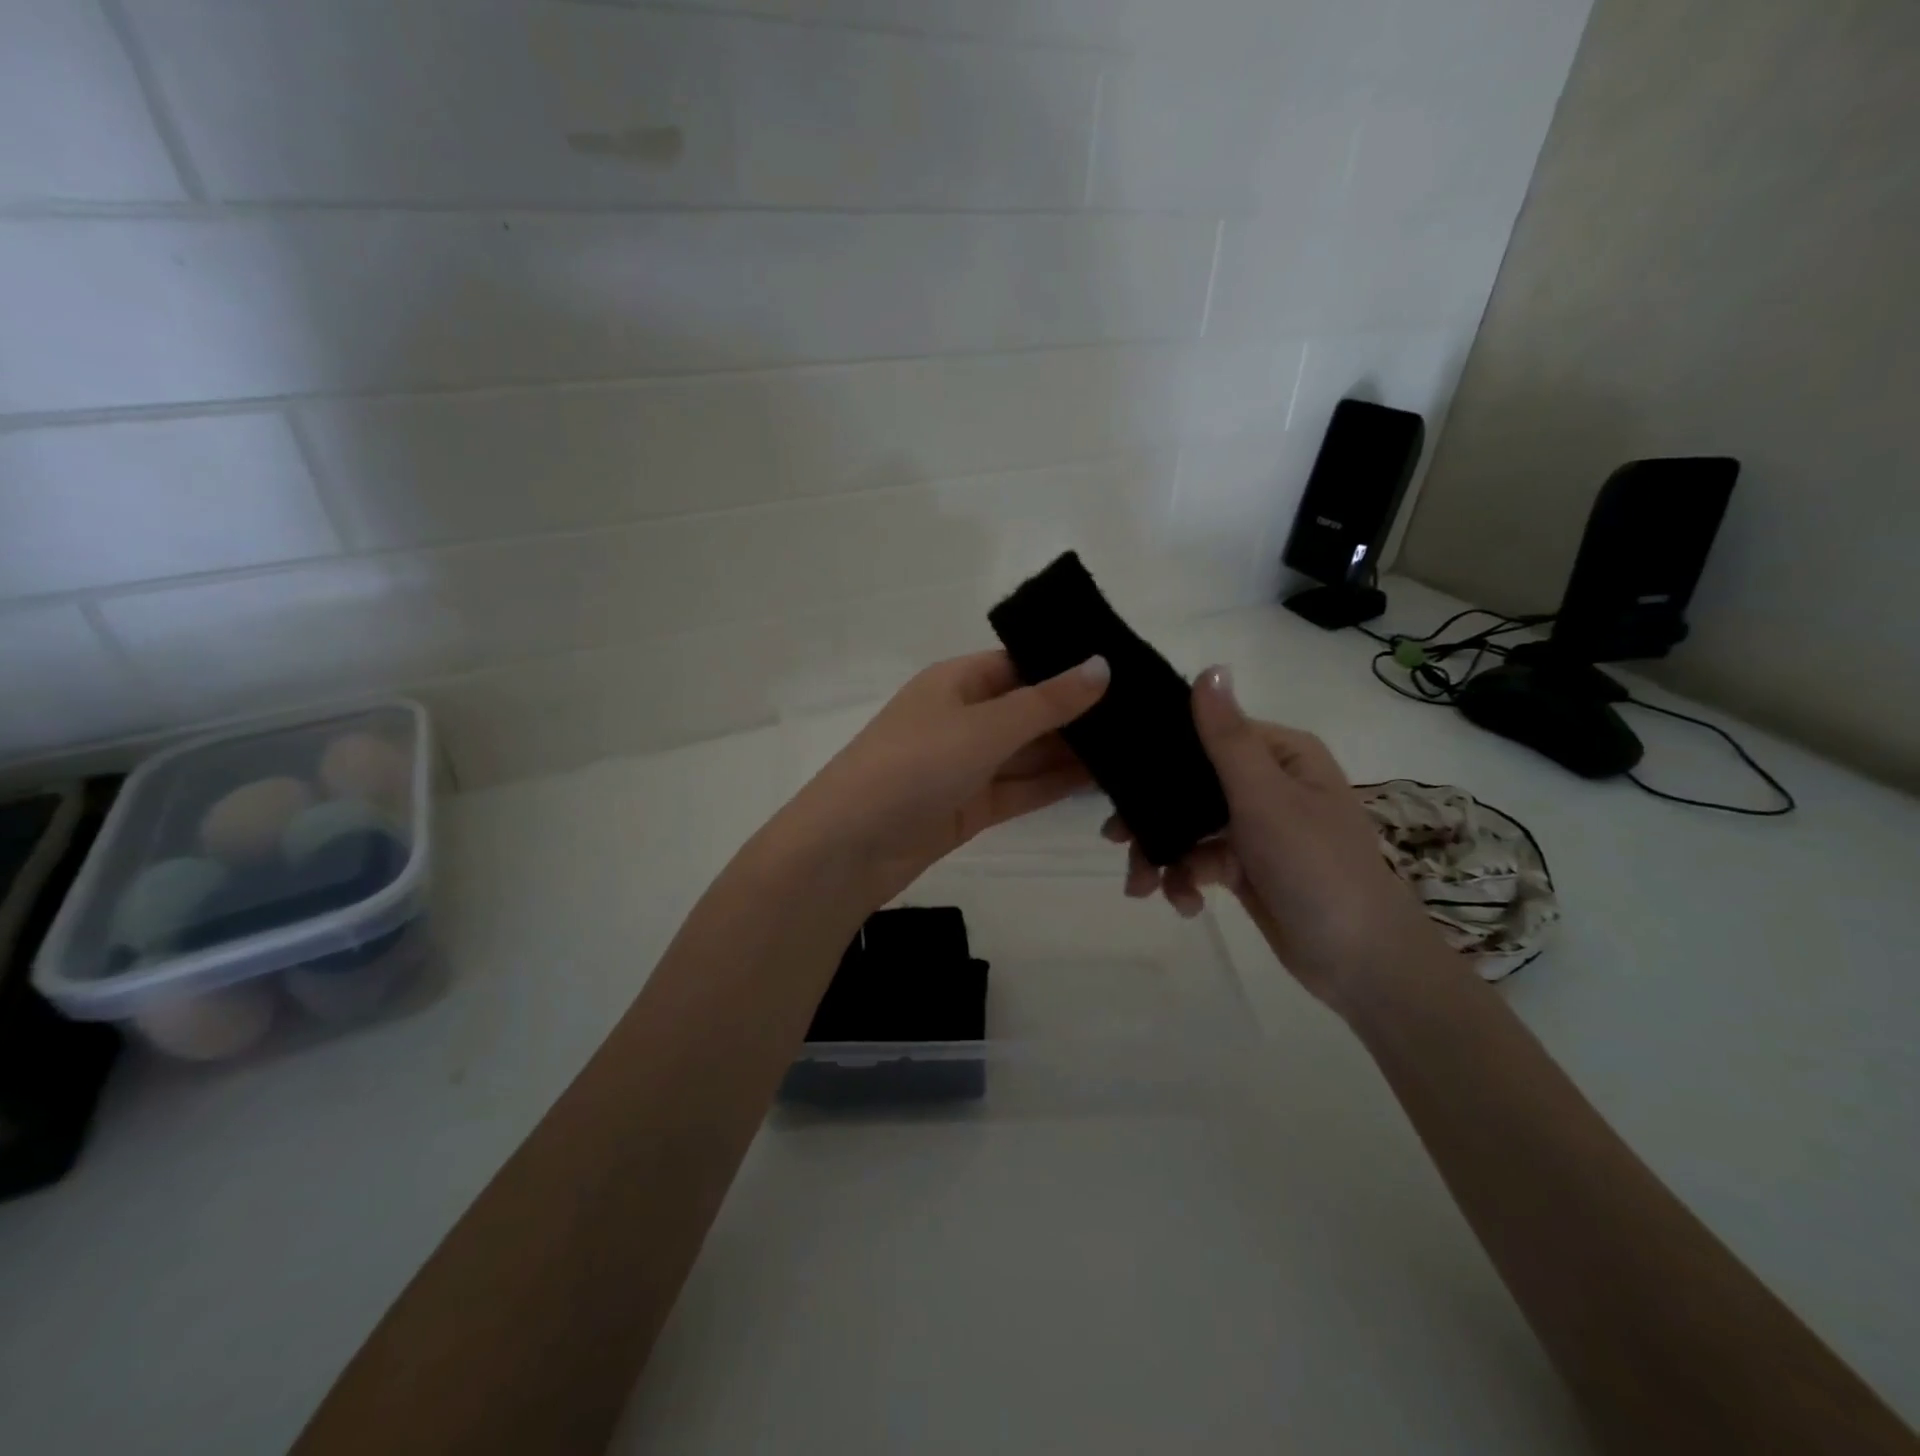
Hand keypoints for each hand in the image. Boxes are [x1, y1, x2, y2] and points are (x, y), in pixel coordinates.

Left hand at [772, 650, 1110, 910]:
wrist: (850, 847)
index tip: (1127, 670)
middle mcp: (964, 717)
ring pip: (1030, 752)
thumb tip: (1103, 665)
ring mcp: (968, 764)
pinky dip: (1056, 784)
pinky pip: (1023, 787)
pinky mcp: (972, 806)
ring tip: (1139, 747)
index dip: (1069, 666)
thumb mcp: (984, 727)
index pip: (1022, 663)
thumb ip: (1047, 702)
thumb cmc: (913, 766)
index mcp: (957, 681)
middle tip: (1148, 716)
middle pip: (1030, 709)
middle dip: (1080, 714)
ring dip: (1074, 753)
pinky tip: (1104, 781)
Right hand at [1105, 667, 1446, 1010]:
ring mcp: (1255, 827)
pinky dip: (1185, 880)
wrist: (1360, 962)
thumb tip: (1209, 668)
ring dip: (1162, 856)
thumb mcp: (1265, 798)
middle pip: (1190, 785)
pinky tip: (1184, 905)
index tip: (1117, 779)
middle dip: (1151, 816)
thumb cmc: (1315, 867)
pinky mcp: (1246, 865)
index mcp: (1280, 755)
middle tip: (1115, 840)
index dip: (1160, 755)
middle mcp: (1267, 783)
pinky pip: (1200, 860)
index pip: (1207, 734)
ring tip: (1142, 888)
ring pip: (1188, 827)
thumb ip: (1227, 738)